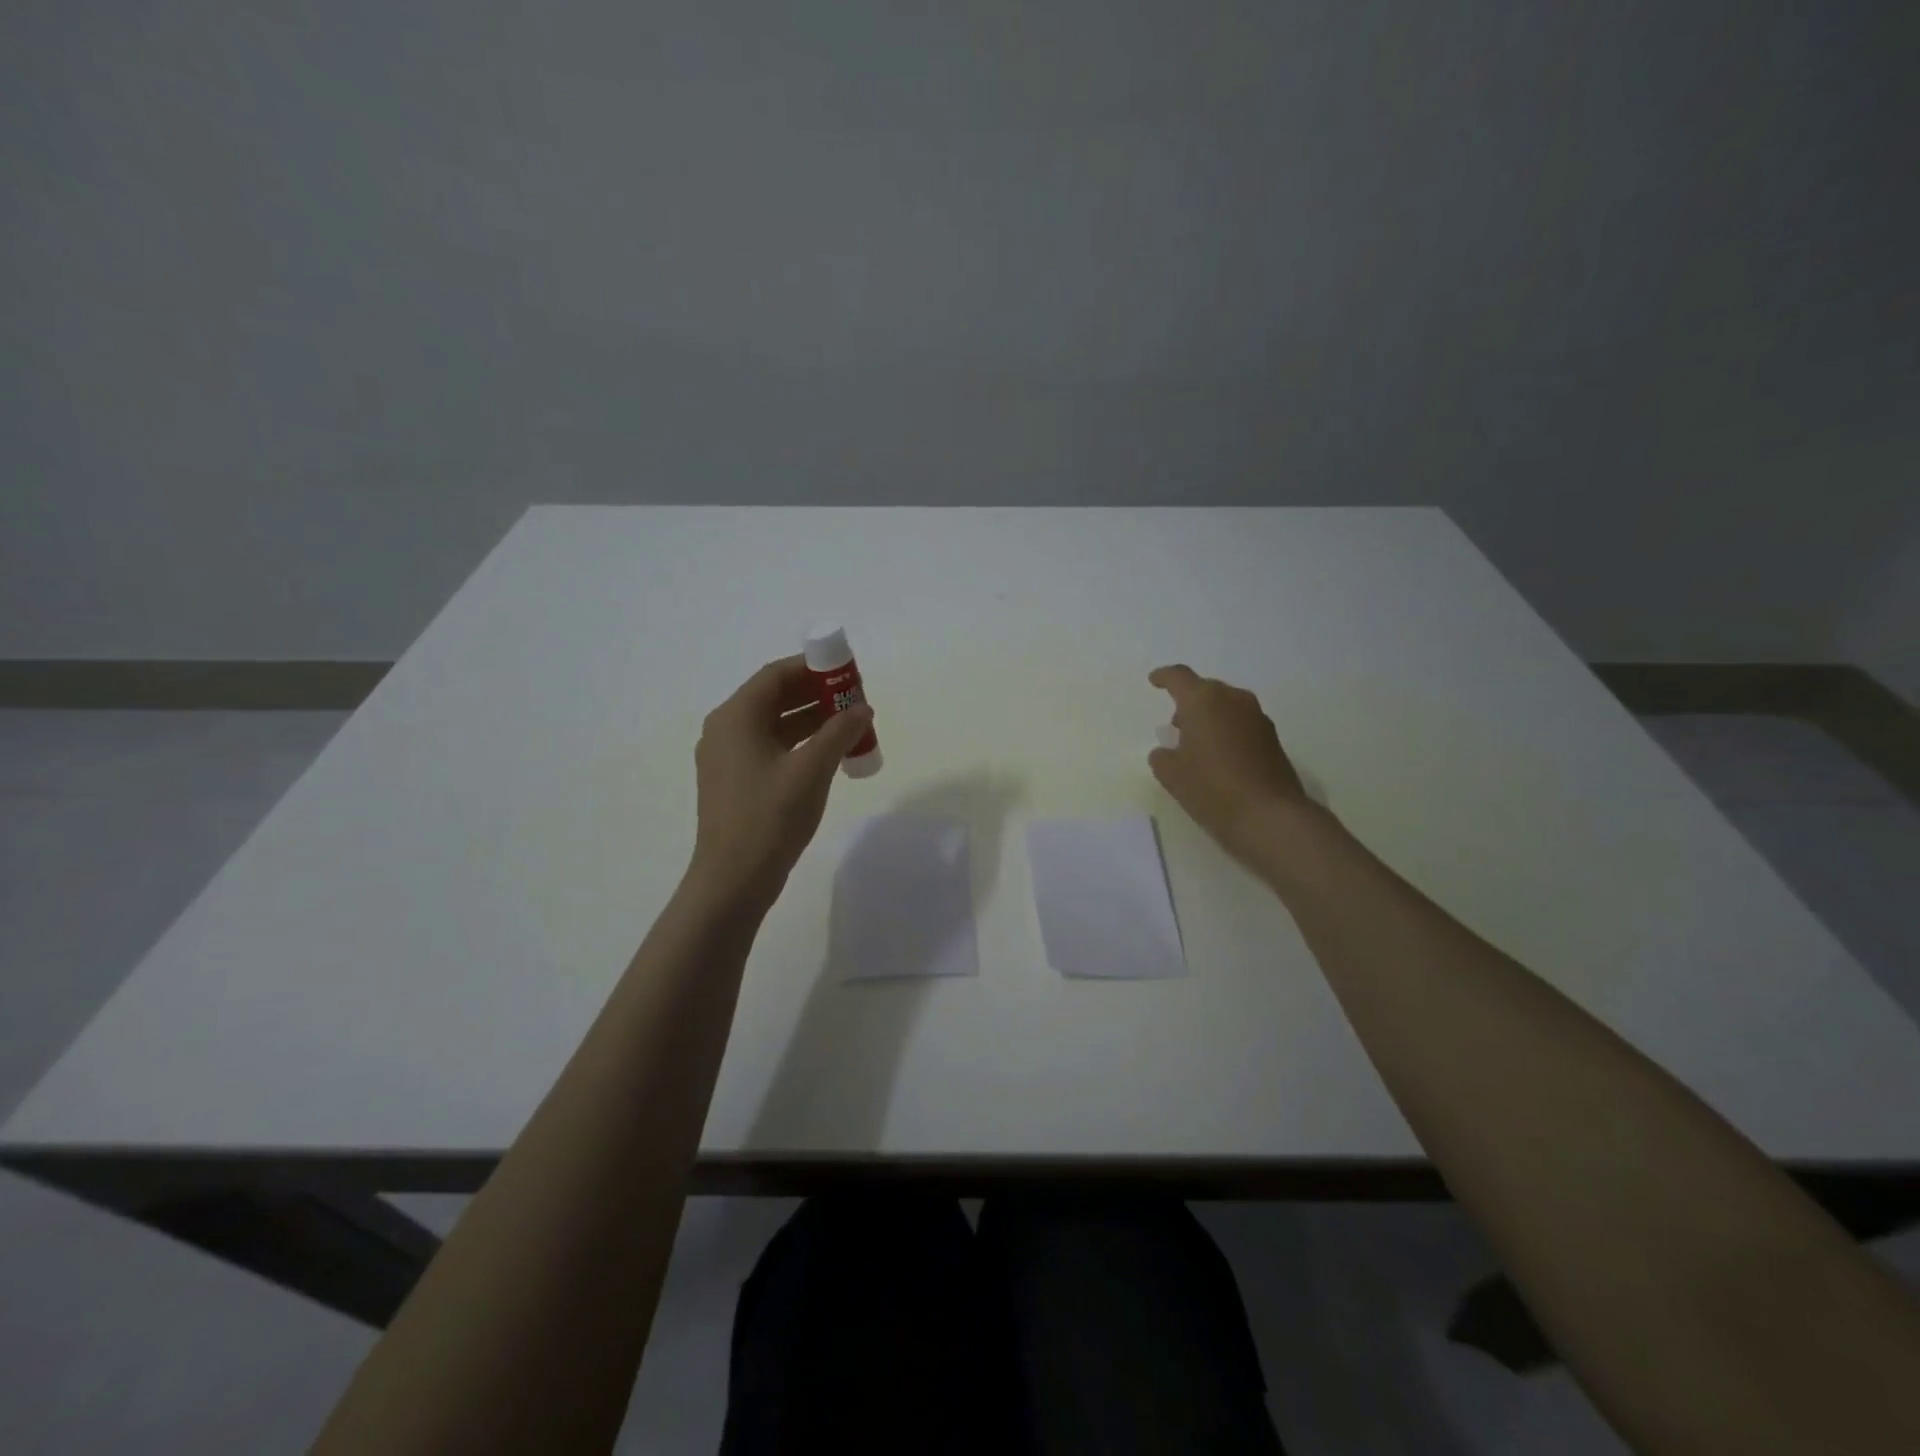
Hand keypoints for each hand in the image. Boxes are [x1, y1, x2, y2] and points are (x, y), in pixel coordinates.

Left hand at [687, 656, 875, 906]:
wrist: (733, 879)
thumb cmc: (770, 817)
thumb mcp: (812, 770)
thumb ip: (839, 732)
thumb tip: (862, 708)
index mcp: (736, 717)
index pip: (776, 675)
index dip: (814, 668)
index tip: (848, 672)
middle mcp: (726, 729)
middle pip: (774, 697)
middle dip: (815, 694)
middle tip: (854, 699)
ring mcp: (727, 757)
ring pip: (774, 724)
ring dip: (810, 720)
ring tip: (850, 725)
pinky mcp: (735, 781)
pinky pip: (770, 748)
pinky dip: (799, 744)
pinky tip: (828, 754)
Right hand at [1148, 664, 1309, 863]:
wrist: (1269, 816)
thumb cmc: (1211, 788)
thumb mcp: (1171, 775)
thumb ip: (1162, 757)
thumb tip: (1167, 752)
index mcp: (1204, 701)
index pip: (1179, 677)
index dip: (1164, 677)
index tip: (1154, 681)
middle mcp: (1234, 700)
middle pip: (1206, 690)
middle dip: (1189, 702)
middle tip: (1176, 724)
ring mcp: (1258, 718)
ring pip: (1227, 706)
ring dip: (1210, 717)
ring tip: (1197, 743)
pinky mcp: (1273, 739)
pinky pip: (1242, 724)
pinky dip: (1227, 732)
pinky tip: (1220, 757)